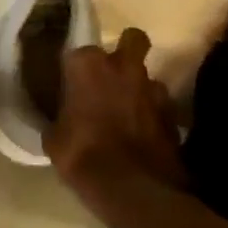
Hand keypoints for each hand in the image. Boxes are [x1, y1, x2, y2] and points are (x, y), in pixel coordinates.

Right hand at [45, 28, 183, 212]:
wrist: (131, 188)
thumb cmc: (81, 156)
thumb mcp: (54, 138)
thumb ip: (58, 117)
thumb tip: (61, 117)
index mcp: (87, 65)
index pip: (78, 53)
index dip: (76, 69)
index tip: (71, 84)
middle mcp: (123, 66)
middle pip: (132, 39)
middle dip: (125, 50)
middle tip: (113, 75)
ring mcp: (153, 87)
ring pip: (148, 75)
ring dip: (140, 88)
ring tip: (130, 111)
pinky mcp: (173, 112)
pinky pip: (161, 105)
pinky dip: (154, 114)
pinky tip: (145, 133)